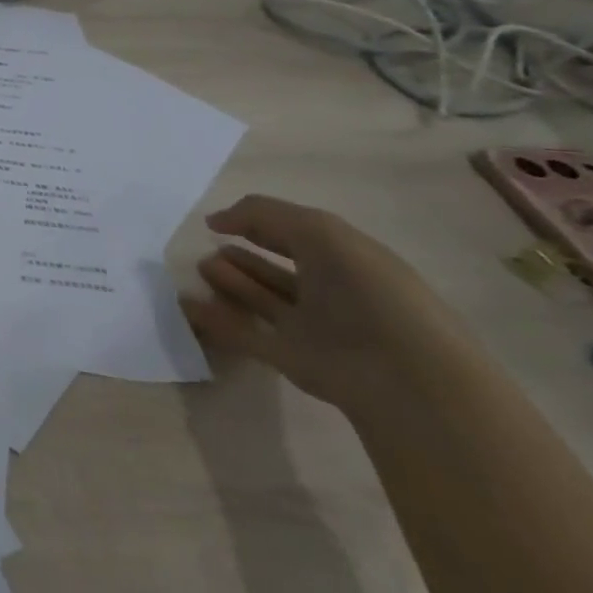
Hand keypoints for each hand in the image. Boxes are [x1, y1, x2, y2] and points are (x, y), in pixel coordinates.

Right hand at [180, 194, 468, 418]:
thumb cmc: (369, 291)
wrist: (404, 377)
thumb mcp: (319, 232)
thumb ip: (264, 214)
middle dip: (243, 254)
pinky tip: (187, 303)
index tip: (216, 222)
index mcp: (348, 258)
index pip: (297, 233)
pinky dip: (215, 320)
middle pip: (278, 268)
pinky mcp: (292, 359)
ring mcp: (312, 328)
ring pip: (262, 299)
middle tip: (206, 247)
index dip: (258, 222)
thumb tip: (216, 220)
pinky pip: (245, 334)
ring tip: (200, 268)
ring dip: (229, 282)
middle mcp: (332, 292)